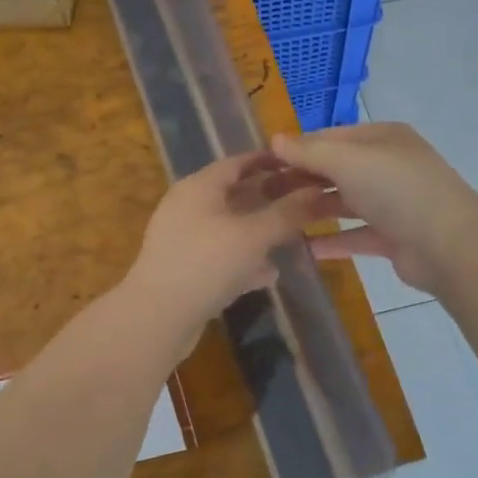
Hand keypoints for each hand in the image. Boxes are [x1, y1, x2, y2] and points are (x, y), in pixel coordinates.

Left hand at [122, 151, 331, 338]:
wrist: (158, 317)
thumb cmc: (207, 263)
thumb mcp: (253, 235)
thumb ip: (287, 213)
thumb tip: (319, 191)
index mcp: (199, 187)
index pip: (237, 162)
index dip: (270, 160)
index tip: (302, 163)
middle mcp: (188, 207)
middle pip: (234, 194)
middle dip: (270, 197)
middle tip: (308, 199)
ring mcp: (184, 240)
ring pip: (230, 228)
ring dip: (260, 230)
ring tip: (296, 234)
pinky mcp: (186, 270)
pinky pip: (222, 257)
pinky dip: (245, 261)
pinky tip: (270, 273)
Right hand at [271, 123, 477, 294]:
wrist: (450, 246)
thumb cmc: (397, 190)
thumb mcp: (348, 160)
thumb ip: (309, 151)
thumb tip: (274, 139)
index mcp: (381, 138)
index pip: (329, 136)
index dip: (295, 147)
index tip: (261, 164)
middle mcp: (387, 165)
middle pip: (335, 169)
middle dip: (300, 180)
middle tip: (261, 194)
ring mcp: (392, 202)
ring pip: (344, 201)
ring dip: (313, 209)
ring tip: (276, 220)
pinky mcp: (393, 236)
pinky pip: (354, 235)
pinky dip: (332, 240)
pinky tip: (303, 248)